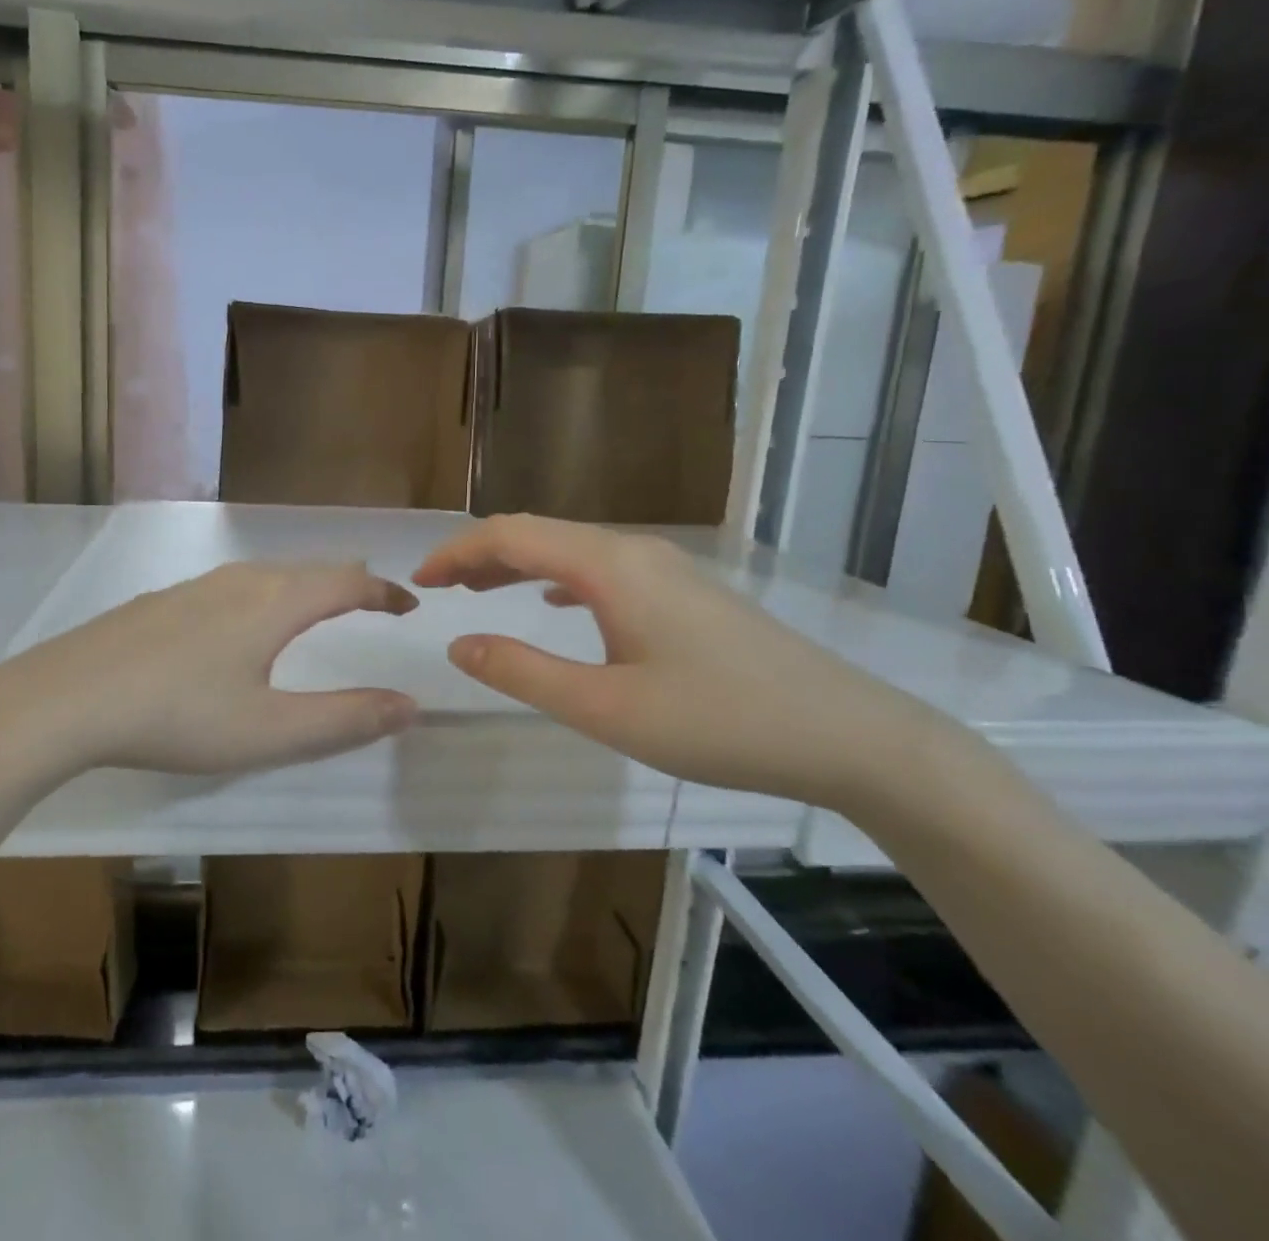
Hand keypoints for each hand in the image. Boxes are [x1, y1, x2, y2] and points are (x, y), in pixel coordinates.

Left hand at [0, 561, 419, 777]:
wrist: (65, 698)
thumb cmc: (177, 717)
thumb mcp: (269, 731)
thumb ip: (344, 720)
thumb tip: (410, 705)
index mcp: (275, 603)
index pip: (348, 583)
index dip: (385, 592)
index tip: (410, 605)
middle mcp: (241, 580)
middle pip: (310, 570)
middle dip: (349, 584)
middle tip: (372, 603)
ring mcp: (196, 586)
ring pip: (269, 574)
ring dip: (306, 587)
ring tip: (317, 608)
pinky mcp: (163, 601)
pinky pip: (234, 586)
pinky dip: (266, 596)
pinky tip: (242, 624)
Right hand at [412, 515, 966, 809]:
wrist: (848, 735)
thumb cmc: (719, 721)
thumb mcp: (605, 708)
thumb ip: (523, 672)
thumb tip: (460, 646)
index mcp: (608, 567)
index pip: (511, 535)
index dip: (458, 551)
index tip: (420, 581)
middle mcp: (634, 551)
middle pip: (538, 533)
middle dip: (480, 554)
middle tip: (439, 588)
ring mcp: (665, 568)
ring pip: (570, 550)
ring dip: (517, 564)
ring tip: (479, 592)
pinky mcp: (684, 591)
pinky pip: (600, 568)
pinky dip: (556, 578)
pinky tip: (552, 603)